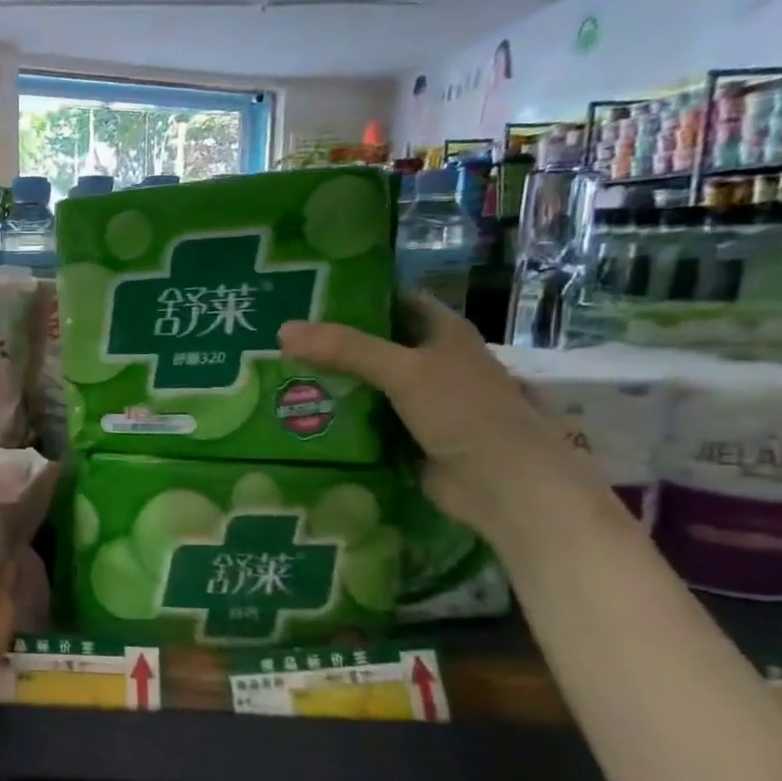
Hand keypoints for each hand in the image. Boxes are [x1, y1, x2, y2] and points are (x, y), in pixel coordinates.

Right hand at [277, 295, 598, 540]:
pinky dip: (337, 416)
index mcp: (442, 333)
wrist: (504, 486)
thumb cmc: (465, 413)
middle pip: (372, 343)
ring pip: (364, 383)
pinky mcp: (405, 436)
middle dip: (330, 342)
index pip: (393, 300)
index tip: (307, 295)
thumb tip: (282, 330)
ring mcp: (418, 402)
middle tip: (278, 338)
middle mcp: (430, 362)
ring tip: (276, 371)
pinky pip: (363, 419)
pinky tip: (299, 412)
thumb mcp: (404, 370)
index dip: (355, 295)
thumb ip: (344, 349)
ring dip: (329, 381)